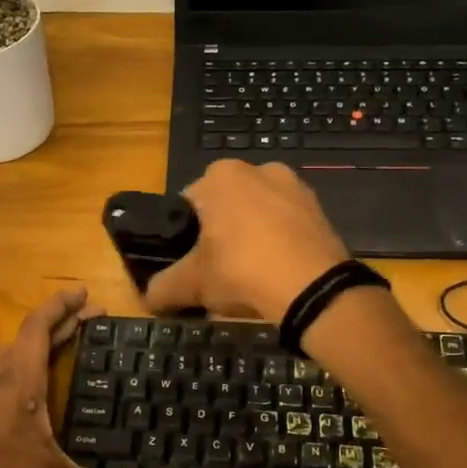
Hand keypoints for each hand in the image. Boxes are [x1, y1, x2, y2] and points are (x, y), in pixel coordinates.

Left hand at [0, 286, 127, 467]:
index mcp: (20, 377)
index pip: (41, 326)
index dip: (63, 307)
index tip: (83, 292)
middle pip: (27, 340)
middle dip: (58, 327)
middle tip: (84, 321)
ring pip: (0, 359)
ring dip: (24, 350)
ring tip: (42, 353)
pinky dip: (0, 380)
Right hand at [143, 160, 351, 321]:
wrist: (313, 288)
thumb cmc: (241, 271)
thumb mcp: (192, 284)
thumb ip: (162, 287)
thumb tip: (146, 298)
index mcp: (221, 176)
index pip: (188, 202)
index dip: (184, 235)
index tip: (190, 262)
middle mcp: (258, 169)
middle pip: (226, 207)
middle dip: (220, 234)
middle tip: (218, 272)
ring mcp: (294, 186)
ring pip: (258, 214)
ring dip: (251, 237)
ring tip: (250, 276)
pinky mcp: (320, 209)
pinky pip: (287, 225)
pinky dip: (279, 243)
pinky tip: (277, 273)